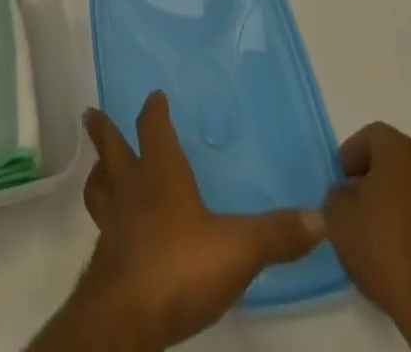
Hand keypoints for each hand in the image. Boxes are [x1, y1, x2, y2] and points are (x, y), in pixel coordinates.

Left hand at [30, 91, 324, 351]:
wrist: (126, 315)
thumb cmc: (179, 265)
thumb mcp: (237, 249)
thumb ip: (276, 234)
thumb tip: (319, 217)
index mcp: (160, 173)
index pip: (154, 129)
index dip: (154, 112)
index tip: (154, 96)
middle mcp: (131, 188)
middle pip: (112, 149)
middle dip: (104, 130)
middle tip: (91, 112)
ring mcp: (114, 222)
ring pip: (100, 185)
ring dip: (99, 172)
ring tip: (98, 168)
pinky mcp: (107, 258)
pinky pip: (103, 224)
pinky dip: (106, 216)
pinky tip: (115, 230)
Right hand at [320, 123, 410, 351]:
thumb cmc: (386, 250)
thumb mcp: (338, 217)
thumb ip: (338, 195)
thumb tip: (349, 197)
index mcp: (403, 154)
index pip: (374, 135)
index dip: (354, 152)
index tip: (342, 177)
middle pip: (401, 162)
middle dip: (378, 177)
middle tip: (359, 202)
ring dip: (403, 205)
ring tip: (383, 235)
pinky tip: (407, 258)